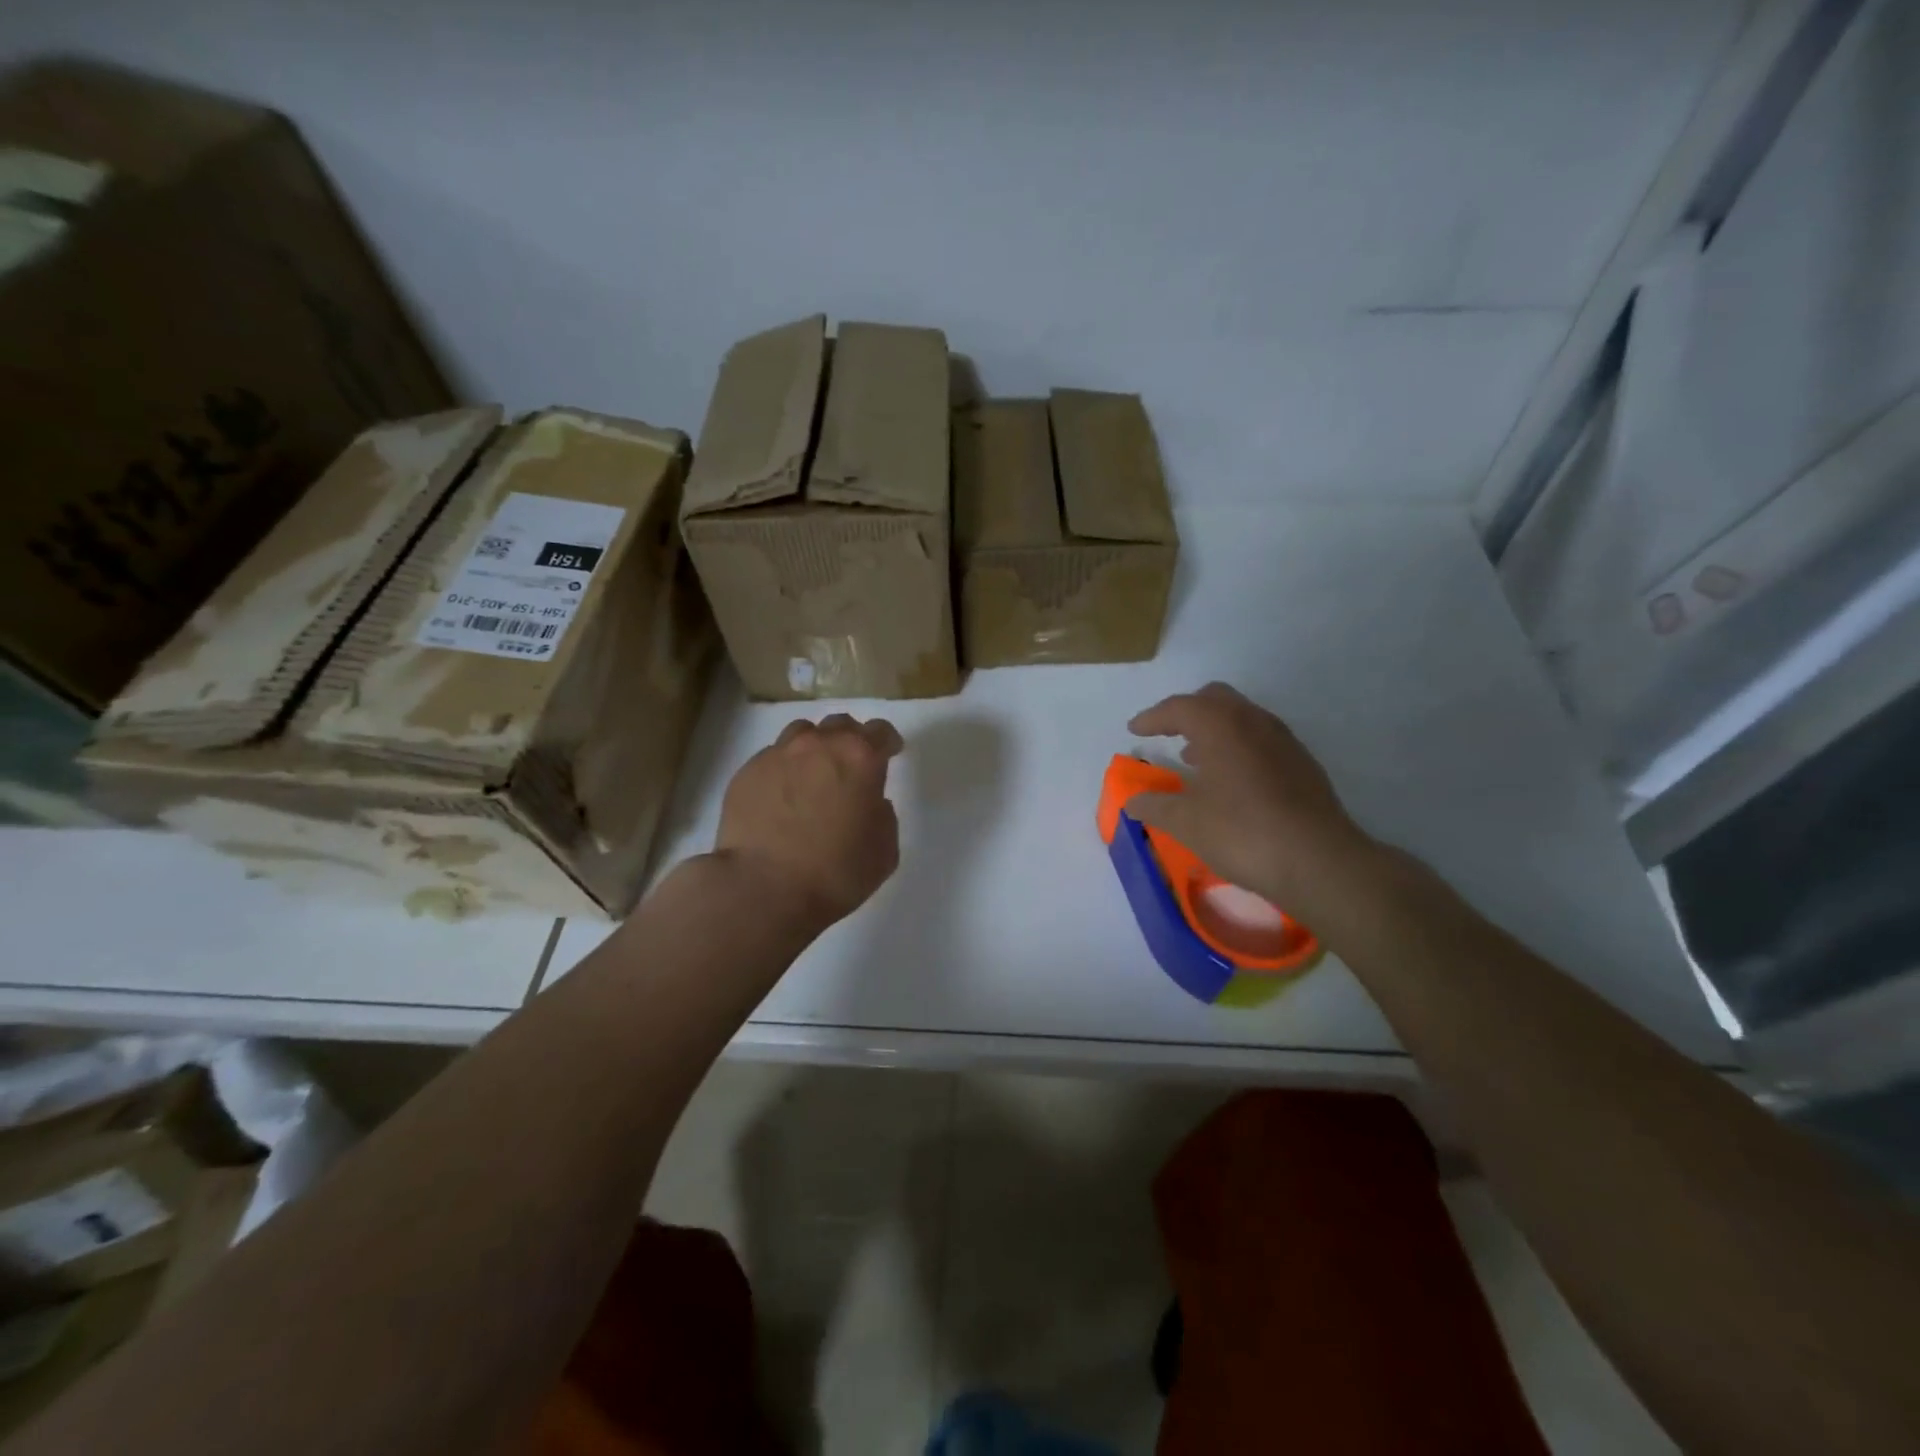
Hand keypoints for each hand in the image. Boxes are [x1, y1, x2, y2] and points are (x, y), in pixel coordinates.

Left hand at [714, 713, 904, 930]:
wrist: (762, 889)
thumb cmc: (835, 873)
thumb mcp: (884, 851)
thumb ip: (884, 816)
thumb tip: (871, 803)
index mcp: (860, 758)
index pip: (880, 731)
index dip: (887, 742)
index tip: (890, 754)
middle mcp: (818, 745)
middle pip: (840, 725)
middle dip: (850, 740)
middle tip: (851, 767)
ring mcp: (778, 755)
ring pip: (802, 734)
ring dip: (814, 748)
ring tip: (812, 775)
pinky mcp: (746, 772)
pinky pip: (772, 759)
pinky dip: (783, 770)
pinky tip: (781, 798)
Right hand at [1127, 683, 1380, 926]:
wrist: (1318, 861)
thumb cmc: (1241, 832)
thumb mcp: (1185, 822)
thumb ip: (1154, 806)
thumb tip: (1133, 801)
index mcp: (1220, 725)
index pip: (1179, 707)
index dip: (1153, 717)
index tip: (1135, 730)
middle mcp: (1254, 721)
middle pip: (1215, 699)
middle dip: (1187, 712)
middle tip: (1167, 734)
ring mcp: (1284, 740)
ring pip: (1242, 718)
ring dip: (1215, 730)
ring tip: (1196, 759)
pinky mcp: (1303, 764)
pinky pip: (1261, 740)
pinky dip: (1238, 748)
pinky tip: (1231, 781)